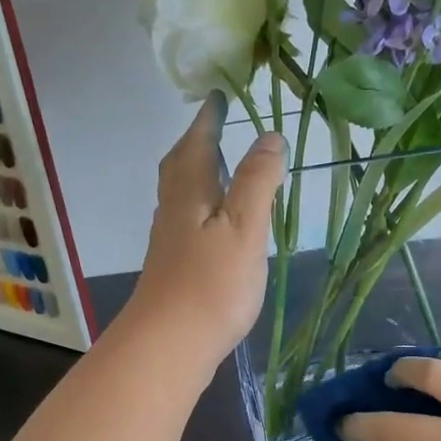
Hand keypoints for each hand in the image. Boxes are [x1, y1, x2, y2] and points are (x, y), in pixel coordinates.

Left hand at [117, 94, 285, 382]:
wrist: (170, 344)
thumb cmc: (211, 284)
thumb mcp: (244, 227)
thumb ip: (257, 181)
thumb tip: (269, 137)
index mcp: (191, 193)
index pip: (199, 144)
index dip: (209, 120)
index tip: (219, 96)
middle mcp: (174, 210)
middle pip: (180, 166)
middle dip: (196, 142)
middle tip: (213, 127)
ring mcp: (170, 241)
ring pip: (180, 194)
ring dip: (196, 173)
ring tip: (218, 168)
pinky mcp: (174, 268)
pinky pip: (185, 220)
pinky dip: (199, 205)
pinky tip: (213, 223)